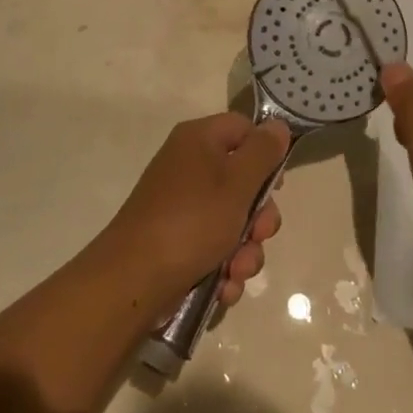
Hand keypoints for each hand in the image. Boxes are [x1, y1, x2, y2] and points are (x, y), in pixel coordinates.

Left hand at [104, 113, 290, 306]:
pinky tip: (224, 286)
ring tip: (237, 271)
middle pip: (243, 181)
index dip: (265, 153)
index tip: (276, 184)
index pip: (243, 128)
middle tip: (260, 235)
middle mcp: (189, 167)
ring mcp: (182, 207)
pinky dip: (224, 268)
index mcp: (198, 140)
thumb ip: (262, 153)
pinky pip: (214, 248)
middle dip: (259, 217)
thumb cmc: (191, 221)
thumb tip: (278, 126)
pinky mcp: (178, 242)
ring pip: (233, 221)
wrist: (134, 279)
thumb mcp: (237, 183)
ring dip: (245, 250)